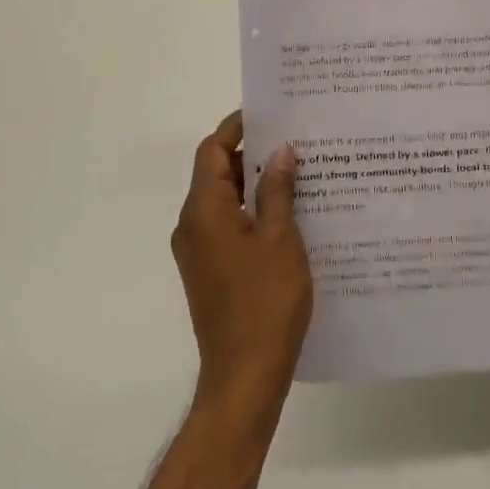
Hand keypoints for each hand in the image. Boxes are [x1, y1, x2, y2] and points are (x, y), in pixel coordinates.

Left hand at [172, 113, 312, 416]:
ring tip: (297, 172)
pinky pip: (227, 224)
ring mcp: (198, 251)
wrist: (244, 375)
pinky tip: (289, 212)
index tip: (267, 113)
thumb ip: (278, 190)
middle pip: (215, 173)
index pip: (211, 151)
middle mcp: (192, 226)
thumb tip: (280, 151)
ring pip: (223, 200)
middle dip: (251, 153)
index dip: (235, 127)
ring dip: (253, 183)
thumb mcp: (280, 238)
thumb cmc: (265, 301)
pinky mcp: (209, 270)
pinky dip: (251, 210)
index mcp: (203, 211)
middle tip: (293, 140)